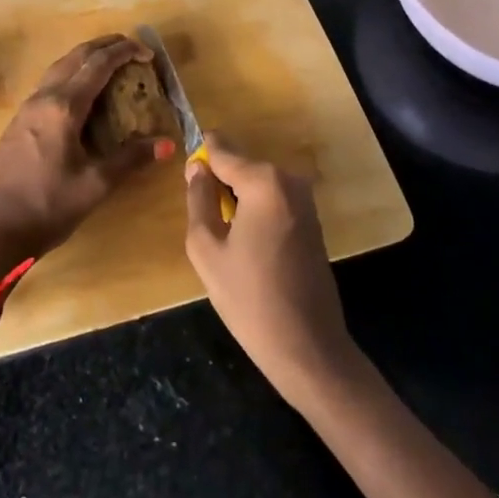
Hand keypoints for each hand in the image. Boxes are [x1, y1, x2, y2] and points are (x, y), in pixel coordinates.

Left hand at [0, 34, 175, 276]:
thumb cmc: (46, 207)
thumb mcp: (94, 185)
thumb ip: (130, 159)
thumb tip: (168, 144)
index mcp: (63, 107)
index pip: (98, 65)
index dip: (125, 52)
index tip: (148, 53)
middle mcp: (43, 98)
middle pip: (76, 56)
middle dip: (105, 46)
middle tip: (132, 48)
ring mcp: (27, 108)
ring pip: (59, 67)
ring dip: (86, 58)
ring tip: (110, 63)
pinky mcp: (19, 121)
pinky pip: (49, 83)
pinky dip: (71, 74)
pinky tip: (81, 92)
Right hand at [183, 135, 357, 406]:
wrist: (308, 347)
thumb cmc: (250, 298)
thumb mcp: (206, 248)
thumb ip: (198, 199)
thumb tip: (197, 168)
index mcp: (263, 181)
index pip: (222, 149)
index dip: (200, 157)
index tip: (186, 174)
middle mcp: (289, 180)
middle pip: (241, 165)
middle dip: (219, 182)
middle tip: (202, 218)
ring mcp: (305, 200)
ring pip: (257, 183)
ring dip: (237, 199)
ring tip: (223, 237)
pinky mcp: (312, 220)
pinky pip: (273, 200)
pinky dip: (256, 211)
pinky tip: (247, 246)